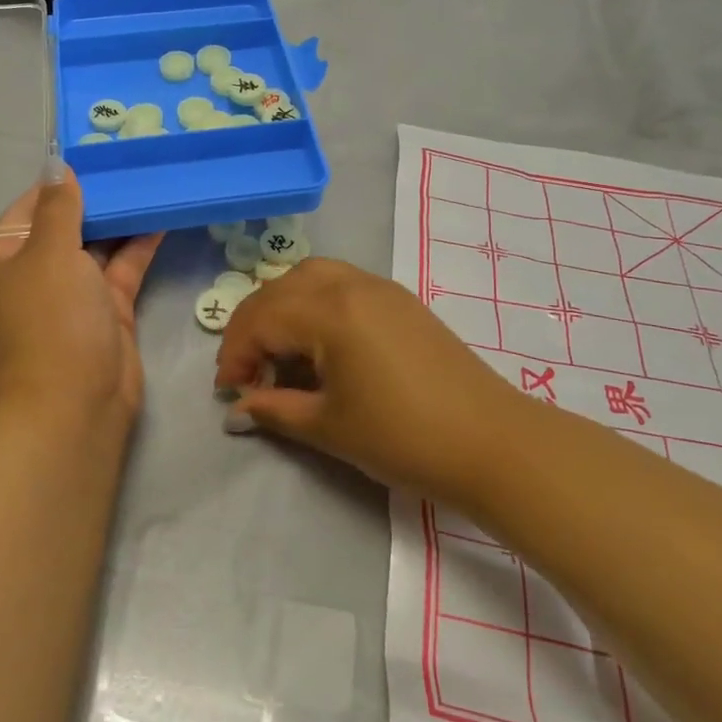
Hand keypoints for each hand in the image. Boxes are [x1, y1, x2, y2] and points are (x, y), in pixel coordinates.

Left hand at [0, 166, 163, 437]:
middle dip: (96, 199)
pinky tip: (162, 217)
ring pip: (96, 247)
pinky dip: (138, 246)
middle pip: (64, 226)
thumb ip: (59, 207)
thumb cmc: (50, 319)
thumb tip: (56, 164)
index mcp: (0, 259)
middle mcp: (32, 275)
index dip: (59, 183)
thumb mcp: (50, 252)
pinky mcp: (104, 312)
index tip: (95, 157)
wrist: (75, 404)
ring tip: (150, 182)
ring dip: (120, 220)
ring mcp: (70, 296)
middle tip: (130, 165)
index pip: (28, 208)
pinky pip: (120, 270)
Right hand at [215, 259, 526, 506]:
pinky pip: (341, 284)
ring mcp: (380, 287)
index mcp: (329, 311)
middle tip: (249, 372)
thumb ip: (274, 409)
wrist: (491, 443)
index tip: (229, 391)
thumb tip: (237, 408)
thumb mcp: (328, 427)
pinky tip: (320, 345)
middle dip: (254, 327)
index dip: (235, 354)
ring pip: (311, 277)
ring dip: (283, 308)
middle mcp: (351, 284)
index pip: (260, 319)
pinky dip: (315, 304)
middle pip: (280, 290)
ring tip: (281, 351)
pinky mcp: (400, 300)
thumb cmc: (402, 437)